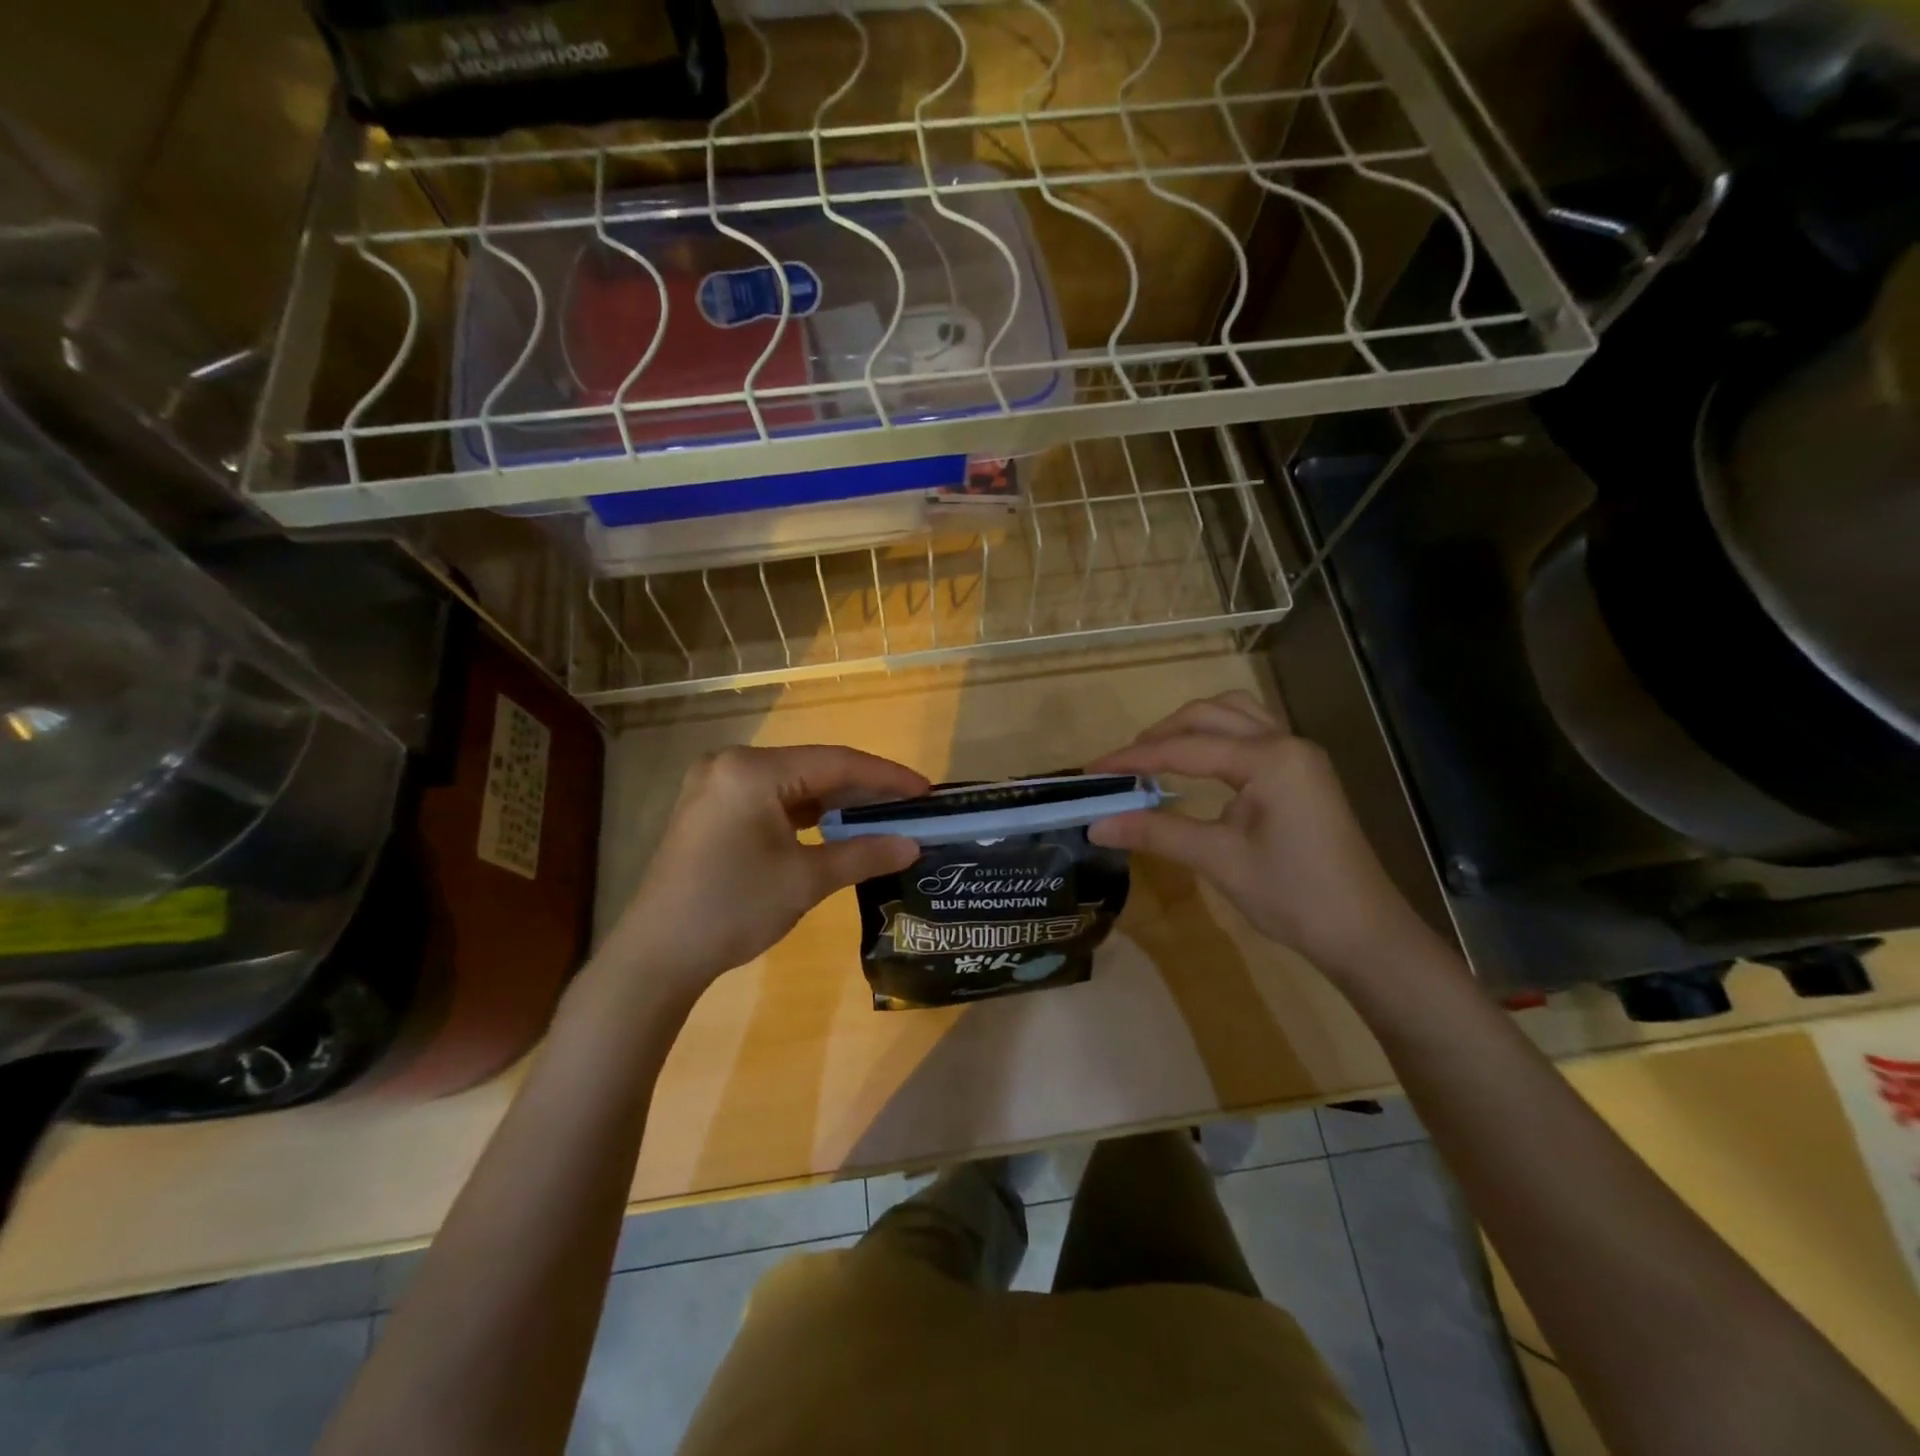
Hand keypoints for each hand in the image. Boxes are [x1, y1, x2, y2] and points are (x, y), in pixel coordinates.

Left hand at [605, 745, 926, 987]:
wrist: (657, 955)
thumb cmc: (733, 909)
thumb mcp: (806, 880)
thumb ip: (863, 854)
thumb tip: (912, 845)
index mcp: (752, 771)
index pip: (835, 762)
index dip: (885, 776)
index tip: (925, 791)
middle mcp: (731, 764)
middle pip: (813, 767)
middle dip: (862, 788)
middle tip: (908, 805)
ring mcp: (715, 784)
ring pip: (792, 783)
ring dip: (834, 800)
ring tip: (880, 815)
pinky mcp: (710, 808)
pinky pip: (770, 798)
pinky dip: (804, 811)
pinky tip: (833, 825)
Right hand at [1088, 692, 1441, 981]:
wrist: (1363, 932)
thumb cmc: (1293, 896)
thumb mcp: (1218, 860)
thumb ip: (1156, 832)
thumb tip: (1095, 825)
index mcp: (1268, 758)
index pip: (1184, 748)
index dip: (1133, 758)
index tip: (1092, 770)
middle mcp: (1285, 741)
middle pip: (1208, 715)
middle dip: (1160, 734)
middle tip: (1122, 765)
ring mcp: (1299, 754)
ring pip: (1234, 714)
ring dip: (1190, 727)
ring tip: (1156, 755)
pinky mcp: (1302, 771)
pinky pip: (1252, 731)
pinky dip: (1217, 736)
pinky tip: (1199, 762)